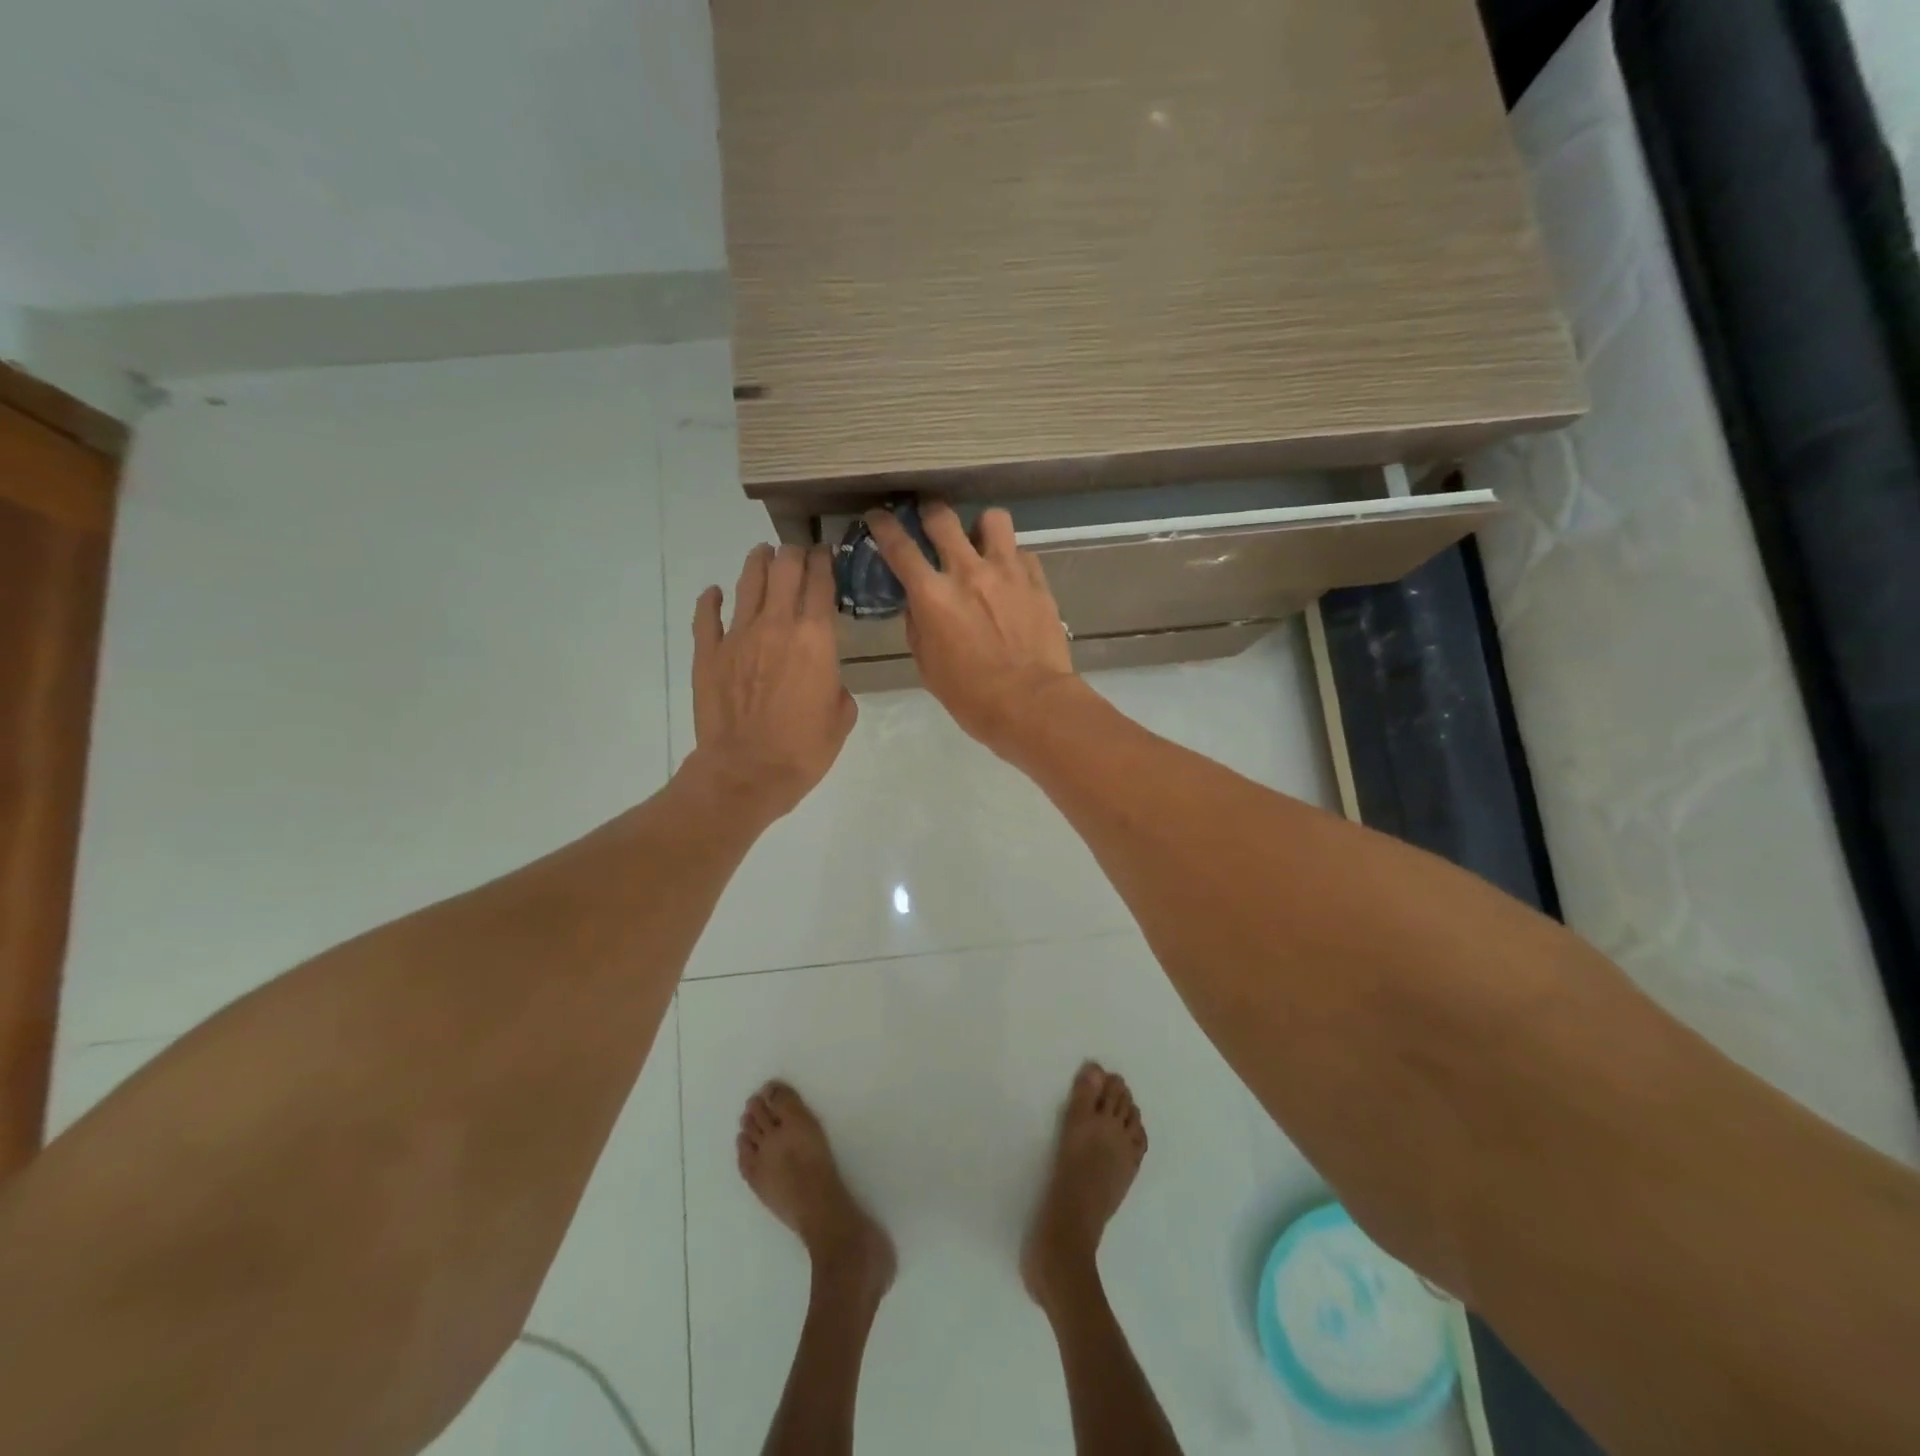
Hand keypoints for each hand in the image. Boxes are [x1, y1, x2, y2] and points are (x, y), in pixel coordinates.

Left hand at [687, 544, 856, 821]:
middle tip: (798, 553)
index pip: (821, 582)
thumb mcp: (842, 716)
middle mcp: (777, 624)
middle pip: (784, 569)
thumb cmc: (804, 749)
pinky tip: (714, 593)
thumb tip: (824, 676)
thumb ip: (836, 684)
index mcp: (816, 637)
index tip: (827, 554)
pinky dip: (711, 600)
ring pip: (747, 582)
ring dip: (758, 563)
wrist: (747, 772)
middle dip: (794, 554)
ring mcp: (737, 635)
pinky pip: (706, 615)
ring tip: (763, 554)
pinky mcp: (708, 653)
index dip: (825, 562)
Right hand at [865, 502, 1081, 755]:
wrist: (1031, 703)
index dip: (884, 526)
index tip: (878, 515)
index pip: (899, 547)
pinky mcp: (1037, 581)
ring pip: (992, 519)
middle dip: (930, 513)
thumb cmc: (971, 696)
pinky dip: (1012, 559)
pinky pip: (1022, 552)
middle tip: (929, 520)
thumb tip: (918, 605)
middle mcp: (967, 571)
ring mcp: (1007, 571)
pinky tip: (1010, 577)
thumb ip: (919, 627)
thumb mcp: (928, 666)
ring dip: (980, 527)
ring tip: (980, 543)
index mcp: (932, 595)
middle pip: (942, 517)